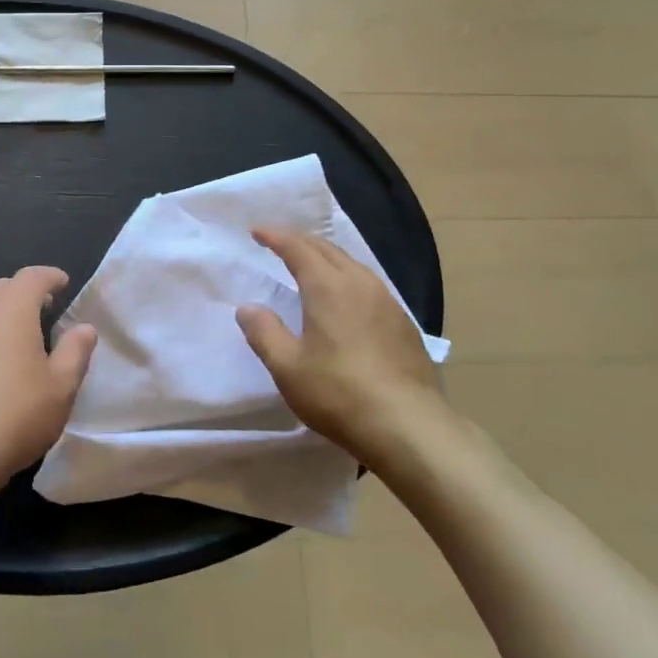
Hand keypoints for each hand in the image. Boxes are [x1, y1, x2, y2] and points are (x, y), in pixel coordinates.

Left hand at [0, 266, 97, 497]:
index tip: (63, 283)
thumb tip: (84, 328)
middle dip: (22, 292)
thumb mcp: (61, 387)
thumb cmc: (15, 415)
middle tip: (42, 308)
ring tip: (14, 337)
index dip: (50, 276)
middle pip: (0, 288)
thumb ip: (76, 351)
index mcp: (10, 311)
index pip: (31, 277)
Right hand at [236, 229, 447, 474]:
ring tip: (311, 264)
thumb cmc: (339, 393)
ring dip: (326, 257)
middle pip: (327, 249)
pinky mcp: (403, 323)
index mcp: (328, 287)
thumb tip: (248, 308)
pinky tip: (346, 297)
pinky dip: (347, 277)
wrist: (409, 425)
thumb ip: (264, 332)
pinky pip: (369, 284)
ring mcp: (387, 301)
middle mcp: (359, 283)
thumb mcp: (288, 367)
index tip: (257, 231)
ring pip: (352, 265)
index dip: (276, 236)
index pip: (298, 248)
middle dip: (301, 241)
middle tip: (279, 242)